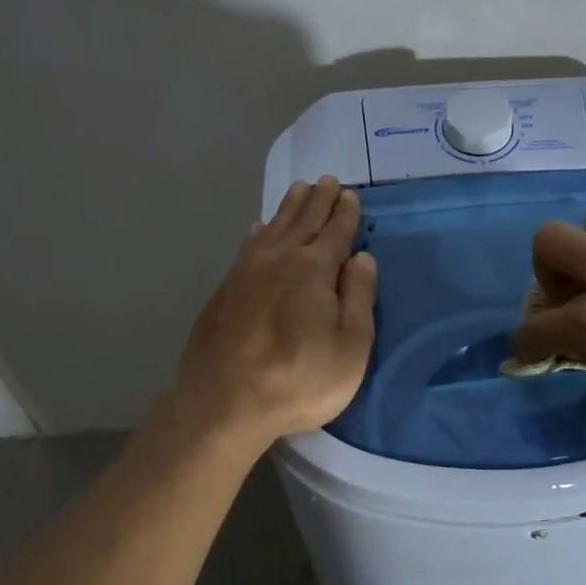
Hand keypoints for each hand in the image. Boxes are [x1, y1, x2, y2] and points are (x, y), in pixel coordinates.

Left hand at [176, 177, 376, 450]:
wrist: (224, 403)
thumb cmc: (299, 379)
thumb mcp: (350, 346)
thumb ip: (359, 298)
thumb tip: (361, 258)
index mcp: (313, 270)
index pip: (334, 232)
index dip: (344, 213)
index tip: (349, 194)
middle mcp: (278, 260)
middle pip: (302, 222)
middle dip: (317, 200)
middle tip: (325, 181)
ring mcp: (244, 274)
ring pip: (272, 229)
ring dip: (288, 209)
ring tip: (298, 191)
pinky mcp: (223, 292)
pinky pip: (247, 247)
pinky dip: (258, 233)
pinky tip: (258, 230)